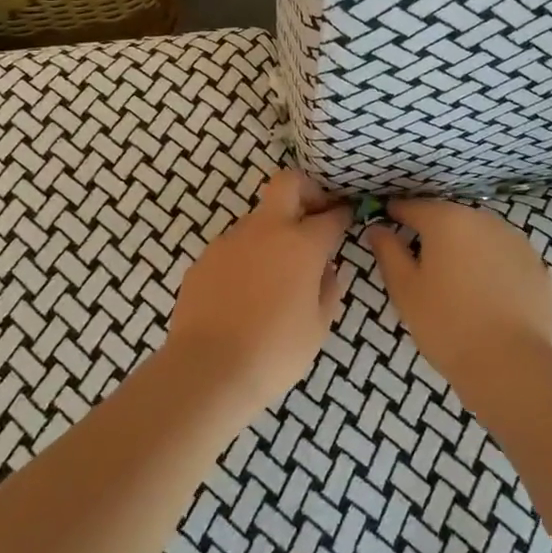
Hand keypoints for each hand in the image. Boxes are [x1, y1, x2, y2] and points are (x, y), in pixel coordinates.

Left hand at [167, 169, 350, 413]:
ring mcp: (230, 241)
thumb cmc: (275, 351)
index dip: (342, 214)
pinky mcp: (204, 259)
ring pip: (258, 218)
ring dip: (273, 231)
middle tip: (313, 215)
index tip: (347, 218)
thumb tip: (327, 269)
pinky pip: (234, 247)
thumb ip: (328, 289)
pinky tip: (246, 291)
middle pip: (287, 183)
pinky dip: (247, 257)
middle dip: (306, 190)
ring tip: (276, 271)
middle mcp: (266, 230)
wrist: (208, 369)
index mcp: (301, 244)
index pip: (331, 216)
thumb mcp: (318, 326)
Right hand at [364, 199, 551, 386]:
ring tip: (456, 281)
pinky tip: (486, 294)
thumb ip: (388, 251)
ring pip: (480, 235)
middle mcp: (483, 219)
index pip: (414, 207)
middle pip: (449, 218)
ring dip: (465, 248)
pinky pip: (504, 256)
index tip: (386, 226)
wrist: (510, 364)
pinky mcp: (537, 265)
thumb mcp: (404, 289)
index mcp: (447, 220)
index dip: (396, 214)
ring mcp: (515, 240)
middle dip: (433, 233)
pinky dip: (492, 266)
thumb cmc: (446, 324)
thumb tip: (377, 227)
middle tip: (421, 263)